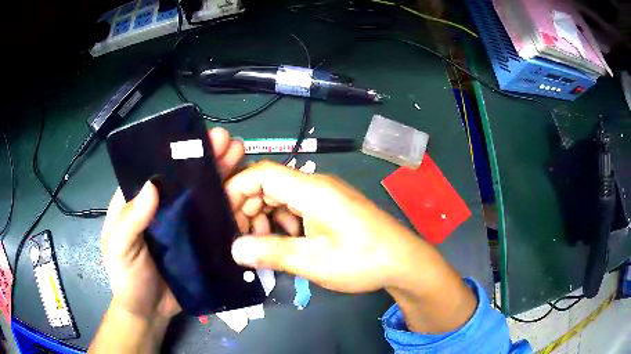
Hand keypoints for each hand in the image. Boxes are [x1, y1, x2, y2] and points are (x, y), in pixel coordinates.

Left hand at [100, 127, 244, 320]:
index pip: (158, 168)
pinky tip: (247, 194)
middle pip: (186, 177)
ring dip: (223, 175)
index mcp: (139, 201)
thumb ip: (130, 221)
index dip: (178, 151)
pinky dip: (231, 207)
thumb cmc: (126, 279)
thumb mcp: (119, 249)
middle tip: (230, 143)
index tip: (199, 138)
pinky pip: (216, 221)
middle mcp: (164, 207)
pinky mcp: (199, 242)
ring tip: (242, 158)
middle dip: (208, 157)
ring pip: (204, 195)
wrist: (148, 312)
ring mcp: (184, 224)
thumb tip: (151, 187)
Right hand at [227, 161, 422, 292]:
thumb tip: (235, 249)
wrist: (403, 262)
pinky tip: (287, 244)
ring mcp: (324, 196)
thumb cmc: (361, 260)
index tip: (222, 215)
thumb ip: (271, 252)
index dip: (236, 190)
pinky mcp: (330, 207)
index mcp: (311, 189)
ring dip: (266, 219)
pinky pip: (296, 208)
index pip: (262, 174)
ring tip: (264, 246)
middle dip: (249, 209)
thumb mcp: (313, 261)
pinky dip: (283, 223)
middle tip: (242, 239)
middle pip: (269, 185)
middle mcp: (316, 185)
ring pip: (281, 198)